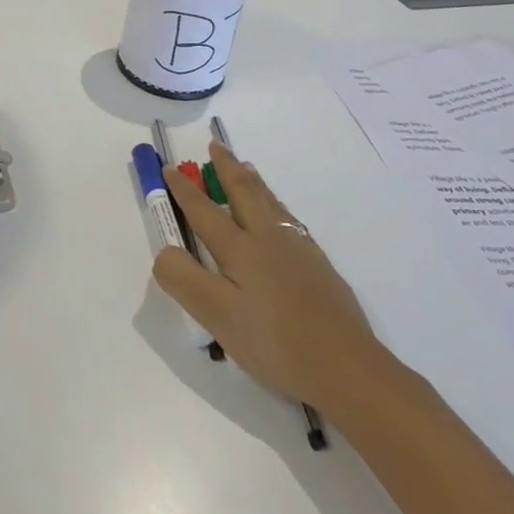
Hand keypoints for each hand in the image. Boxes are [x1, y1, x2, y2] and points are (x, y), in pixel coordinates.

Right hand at [154, 143, 389, 408]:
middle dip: (226, 168)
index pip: (205, 211)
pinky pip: (290, 219)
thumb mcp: (216, 315)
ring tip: (246, 167)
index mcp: (240, 249)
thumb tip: (165, 250)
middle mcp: (269, 239)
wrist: (347, 368)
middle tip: (216, 145)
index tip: (170, 168)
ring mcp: (299, 251)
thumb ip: (183, 278)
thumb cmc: (275, 343)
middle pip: (244, 193)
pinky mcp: (320, 267)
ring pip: (271, 202)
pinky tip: (282, 216)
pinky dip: (276, 204)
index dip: (185, 190)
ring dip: (253, 181)